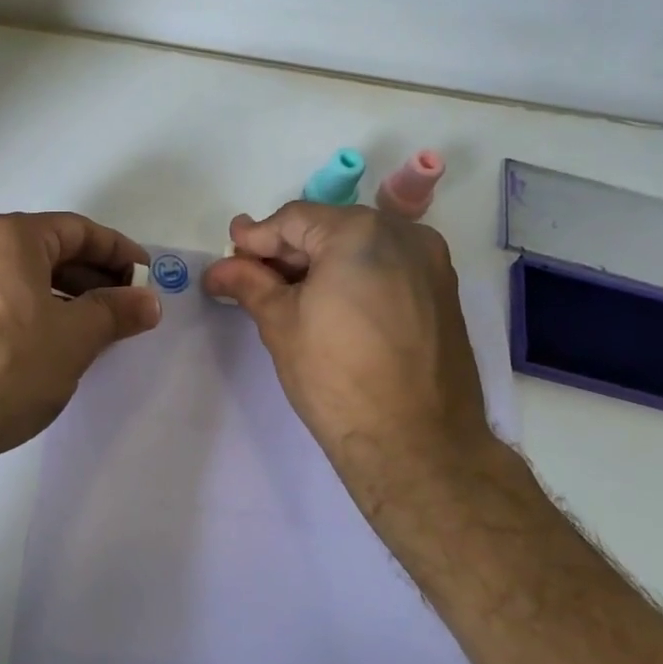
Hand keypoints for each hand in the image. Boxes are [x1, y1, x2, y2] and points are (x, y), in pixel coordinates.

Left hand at [0, 211, 159, 465]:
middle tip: (119, 309)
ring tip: (82, 334)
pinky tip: (33, 351)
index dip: (118, 251)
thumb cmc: (6, 366)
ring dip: (55, 299)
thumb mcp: (74, 338)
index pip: (76, 229)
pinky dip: (21, 316)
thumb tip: (147, 300)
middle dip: (88, 278)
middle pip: (42, 252)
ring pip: (13, 281)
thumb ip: (115, 312)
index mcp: (8, 238)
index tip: (143, 278)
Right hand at [203, 203, 506, 501]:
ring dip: (321, 264)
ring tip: (288, 296)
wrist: (416, 444)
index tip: (230, 257)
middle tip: (252, 279)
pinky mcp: (443, 293)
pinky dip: (354, 278)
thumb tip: (219, 269)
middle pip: (329, 228)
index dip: (256, 238)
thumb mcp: (281, 323)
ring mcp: (430, 263)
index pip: (293, 219)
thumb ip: (249, 283)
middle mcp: (403, 234)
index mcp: (360, 232)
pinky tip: (330, 307)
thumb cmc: (337, 377)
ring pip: (360, 247)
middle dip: (288, 252)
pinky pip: (387, 268)